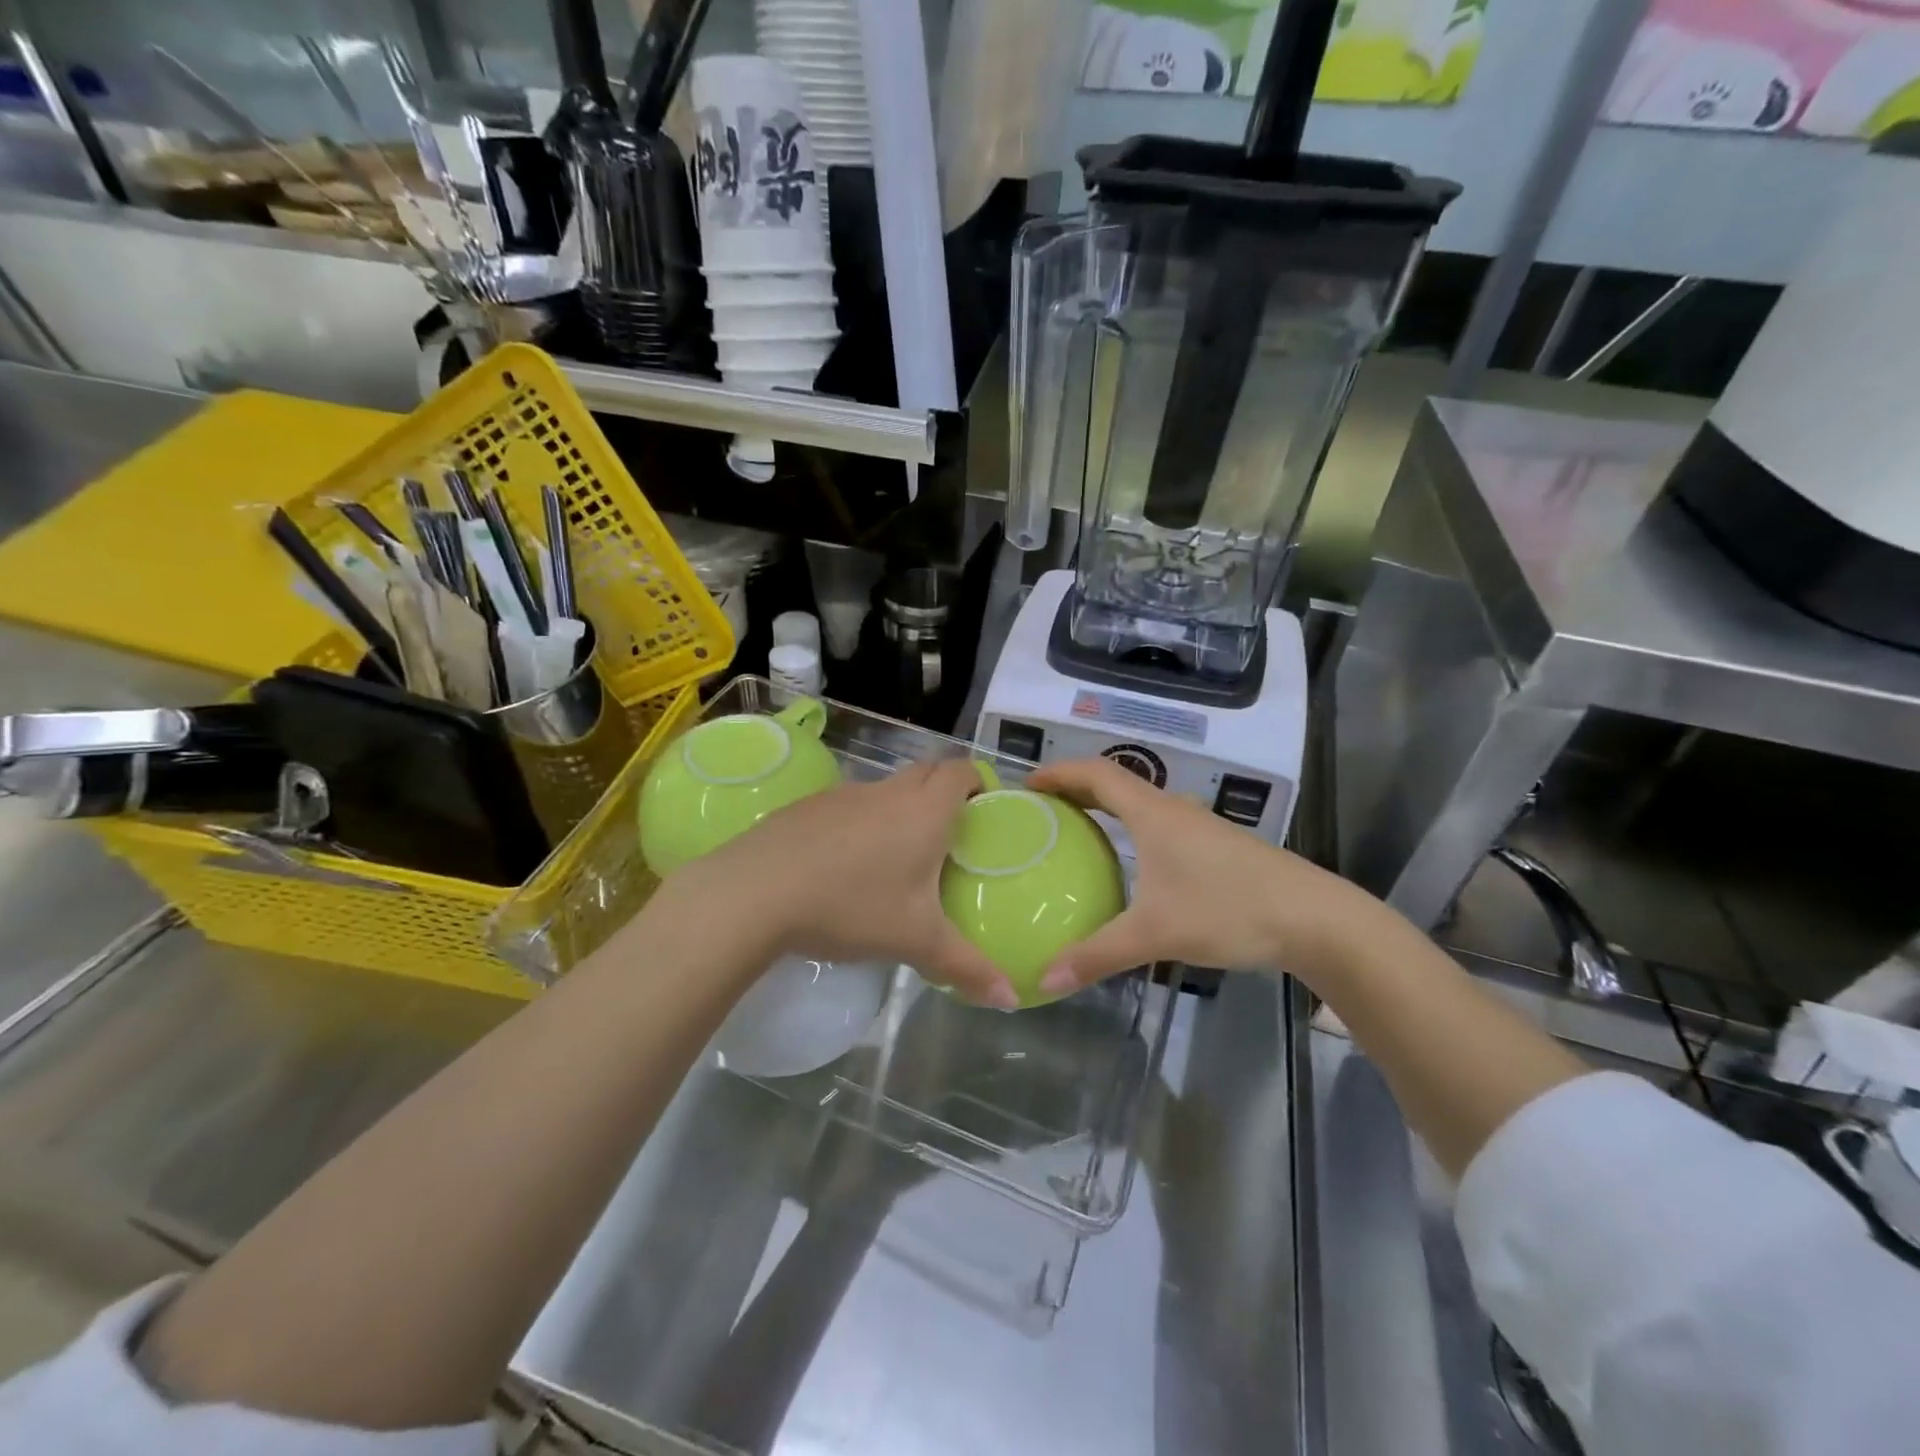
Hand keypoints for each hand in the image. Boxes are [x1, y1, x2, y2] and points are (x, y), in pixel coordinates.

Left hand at [664, 759, 1019, 1008]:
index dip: (977, 781)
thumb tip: (1010, 998)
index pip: (961, 770)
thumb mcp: (915, 941)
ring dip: (899, 809)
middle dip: (943, 791)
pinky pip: (848, 805)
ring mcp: (843, 794)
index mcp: (923, 811)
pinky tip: (843, 866)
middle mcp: (887, 791)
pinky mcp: (807, 806)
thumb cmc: (850, 907)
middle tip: (949, 835)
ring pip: (885, 789)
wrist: (755, 892)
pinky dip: (859, 823)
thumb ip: (966, 967)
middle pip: (926, 772)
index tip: (982, 809)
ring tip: (897, 856)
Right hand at [1028, 757, 1373, 997]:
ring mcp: (1200, 827)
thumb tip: (1043, 980)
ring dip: (1107, 809)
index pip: (1097, 774)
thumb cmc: (1229, 910)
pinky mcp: (1218, 848)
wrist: (1315, 919)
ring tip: (1077, 832)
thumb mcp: (1156, 934)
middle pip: (1117, 784)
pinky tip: (1130, 864)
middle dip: (1077, 789)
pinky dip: (1132, 830)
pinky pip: (1160, 825)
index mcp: (1154, 814)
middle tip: (1043, 809)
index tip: (1028, 784)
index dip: (1060, 773)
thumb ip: (1097, 955)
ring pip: (1142, 805)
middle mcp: (1174, 810)